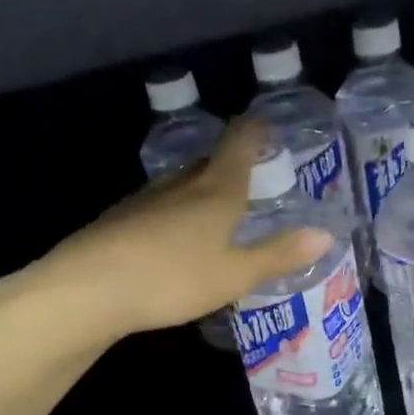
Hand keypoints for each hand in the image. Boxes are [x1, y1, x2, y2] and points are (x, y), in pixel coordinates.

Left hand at [0, 118, 332, 342]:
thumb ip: (279, 254)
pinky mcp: (120, 220)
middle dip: (230, 164)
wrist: (87, 290)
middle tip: (250, 175)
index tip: (265, 125)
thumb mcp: (235, 274)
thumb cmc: (172, 278)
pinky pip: (159, 207)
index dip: (255, 131)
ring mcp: (145, 200)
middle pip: (210, 163)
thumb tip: (326, 234)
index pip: (239, 144)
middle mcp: (181, 186)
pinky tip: (174, 239)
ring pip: (181, 185)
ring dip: (201, 190)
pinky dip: (175, 214)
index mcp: (216, 191)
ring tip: (216, 209)